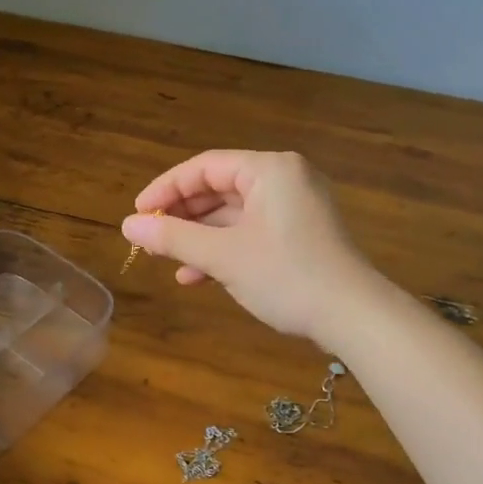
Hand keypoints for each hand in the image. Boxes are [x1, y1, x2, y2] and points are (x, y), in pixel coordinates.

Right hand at [121, 150, 380, 345]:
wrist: (354, 316)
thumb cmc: (286, 276)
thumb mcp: (223, 256)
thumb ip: (173, 237)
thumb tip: (128, 225)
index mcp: (270, 169)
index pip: (204, 167)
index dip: (165, 189)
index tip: (137, 214)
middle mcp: (285, 178)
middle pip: (219, 188)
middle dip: (182, 216)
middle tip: (150, 238)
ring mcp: (296, 206)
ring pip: (234, 213)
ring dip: (200, 237)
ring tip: (168, 260)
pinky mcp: (301, 233)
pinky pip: (252, 230)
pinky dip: (225, 248)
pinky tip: (198, 275)